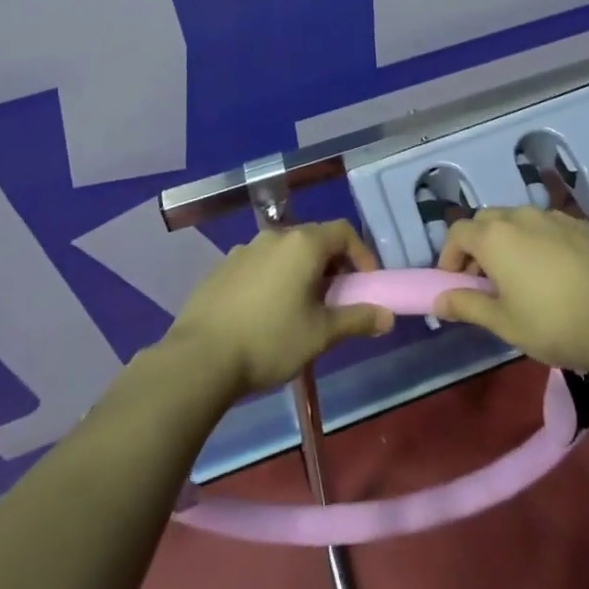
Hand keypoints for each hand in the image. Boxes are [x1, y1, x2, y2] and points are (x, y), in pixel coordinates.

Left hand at [166, 221, 394, 397]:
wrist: (200, 357)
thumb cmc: (270, 340)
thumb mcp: (320, 334)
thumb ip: (356, 319)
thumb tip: (388, 316)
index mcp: (303, 244)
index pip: (344, 231)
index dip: (362, 253)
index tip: (368, 283)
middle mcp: (275, 236)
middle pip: (314, 239)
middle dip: (333, 265)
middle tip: (338, 299)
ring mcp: (245, 249)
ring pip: (285, 252)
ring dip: (301, 272)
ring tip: (302, 308)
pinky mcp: (223, 267)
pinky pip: (260, 265)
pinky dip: (274, 279)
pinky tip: (266, 314)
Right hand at [432, 207, 588, 373]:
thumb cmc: (553, 324)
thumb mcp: (504, 323)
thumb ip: (467, 306)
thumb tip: (437, 301)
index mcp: (495, 236)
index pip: (457, 233)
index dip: (449, 256)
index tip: (454, 283)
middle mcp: (521, 216)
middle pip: (486, 221)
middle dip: (478, 246)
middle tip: (484, 281)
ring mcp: (554, 216)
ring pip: (519, 221)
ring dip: (510, 242)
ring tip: (521, 277)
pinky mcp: (583, 225)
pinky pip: (550, 227)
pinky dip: (541, 243)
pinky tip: (556, 274)